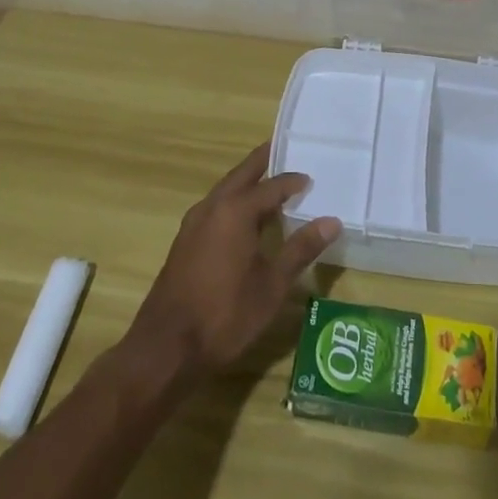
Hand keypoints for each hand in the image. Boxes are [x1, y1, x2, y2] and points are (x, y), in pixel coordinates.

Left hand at [126, 143, 340, 379]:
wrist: (166, 348)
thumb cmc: (225, 314)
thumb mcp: (272, 285)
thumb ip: (301, 249)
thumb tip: (331, 221)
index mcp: (236, 210)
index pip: (273, 185)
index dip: (295, 181)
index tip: (313, 179)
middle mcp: (213, 206)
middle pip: (243, 174)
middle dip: (264, 162)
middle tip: (286, 151)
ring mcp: (194, 223)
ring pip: (226, 189)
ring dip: (248, 182)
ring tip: (272, 184)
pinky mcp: (185, 241)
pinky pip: (216, 207)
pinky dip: (235, 202)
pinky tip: (246, 220)